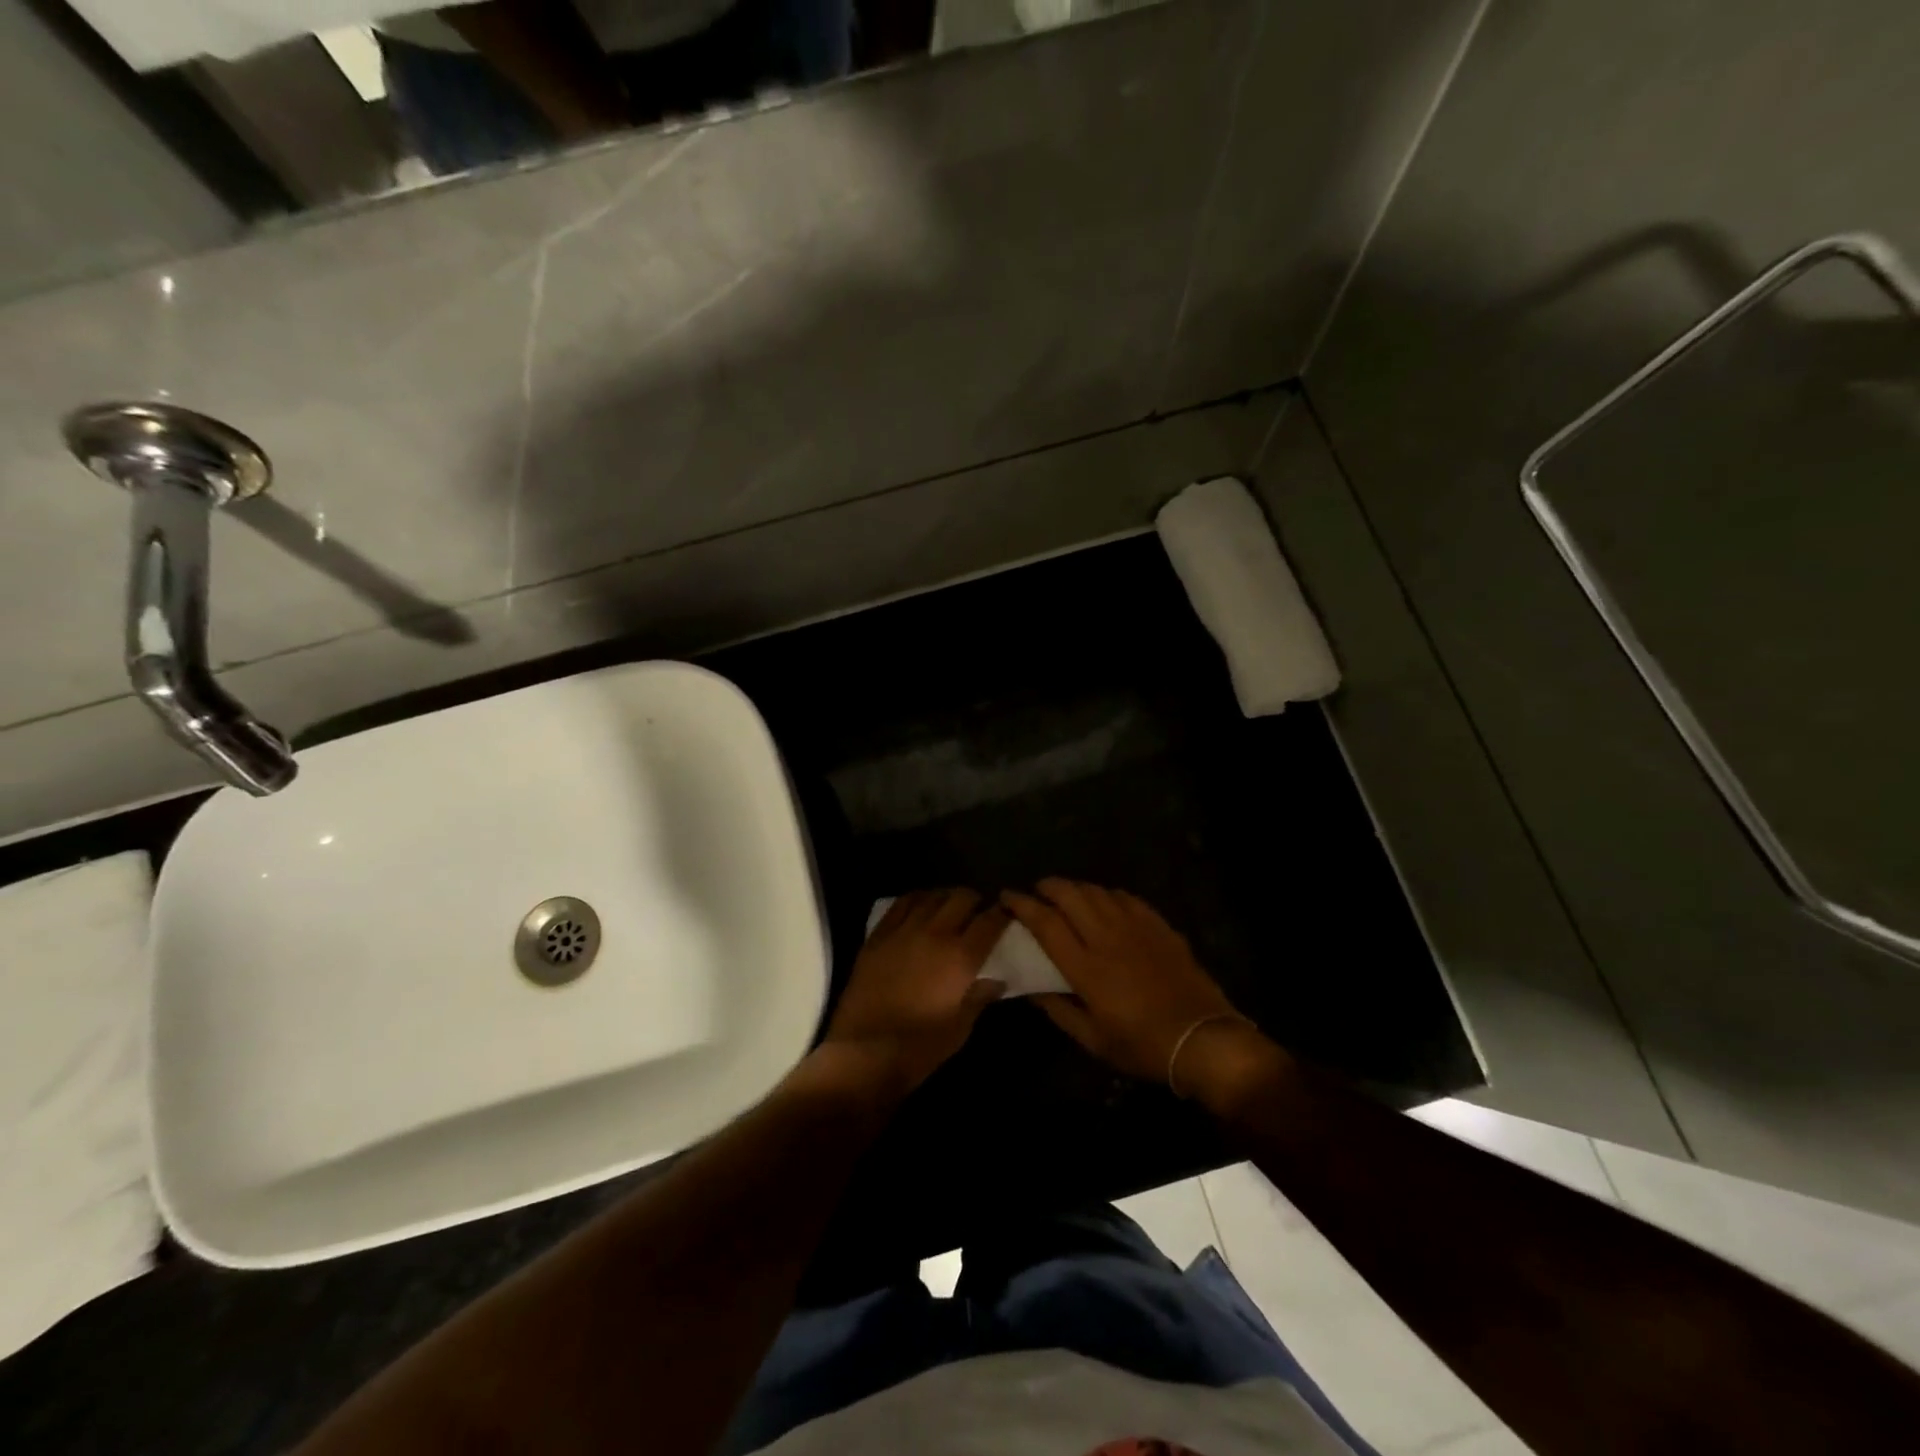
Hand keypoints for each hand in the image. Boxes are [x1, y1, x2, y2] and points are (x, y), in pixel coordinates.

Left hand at [821, 889, 1008, 1096]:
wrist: (863, 1052)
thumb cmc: (919, 1047)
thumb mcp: (960, 1029)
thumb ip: (979, 998)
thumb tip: (996, 980)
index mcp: (961, 958)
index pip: (990, 922)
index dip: (1002, 914)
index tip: (1006, 914)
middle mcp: (935, 934)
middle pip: (961, 899)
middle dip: (975, 901)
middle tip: (978, 912)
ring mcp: (903, 931)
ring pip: (932, 897)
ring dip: (946, 897)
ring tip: (950, 906)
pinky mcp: (878, 936)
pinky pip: (901, 904)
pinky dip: (916, 899)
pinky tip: (920, 905)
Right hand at [1003, 879, 1242, 1085]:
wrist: (1202, 1038)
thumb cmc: (1142, 1046)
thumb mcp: (1093, 1040)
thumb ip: (1058, 1010)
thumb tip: (1031, 989)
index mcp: (1086, 967)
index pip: (1045, 923)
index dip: (1022, 905)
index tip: (1007, 896)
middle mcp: (1107, 937)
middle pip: (1070, 895)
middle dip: (1047, 886)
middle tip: (1037, 892)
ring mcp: (1136, 927)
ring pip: (1097, 891)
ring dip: (1076, 887)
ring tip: (1067, 895)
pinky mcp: (1158, 925)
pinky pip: (1126, 897)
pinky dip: (1107, 894)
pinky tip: (1105, 901)